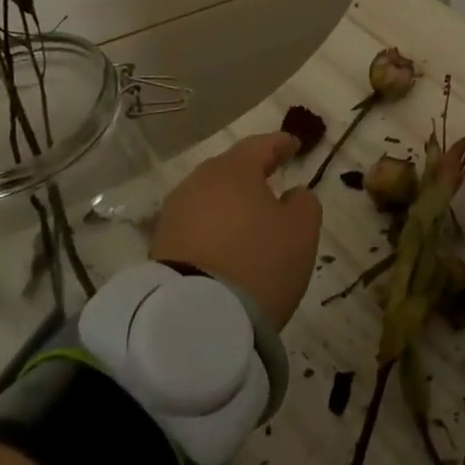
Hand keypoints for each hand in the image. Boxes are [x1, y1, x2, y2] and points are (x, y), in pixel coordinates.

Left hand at [151, 132, 321, 330]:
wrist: (195, 320)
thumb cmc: (259, 261)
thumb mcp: (301, 230)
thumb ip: (304, 202)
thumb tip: (292, 194)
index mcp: (234, 168)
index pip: (260, 145)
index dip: (280, 144)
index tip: (295, 145)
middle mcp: (200, 182)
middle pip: (230, 169)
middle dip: (251, 173)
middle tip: (271, 178)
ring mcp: (175, 214)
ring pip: (210, 198)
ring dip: (230, 203)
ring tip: (249, 217)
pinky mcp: (160, 247)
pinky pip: (196, 226)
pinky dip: (214, 229)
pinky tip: (226, 244)